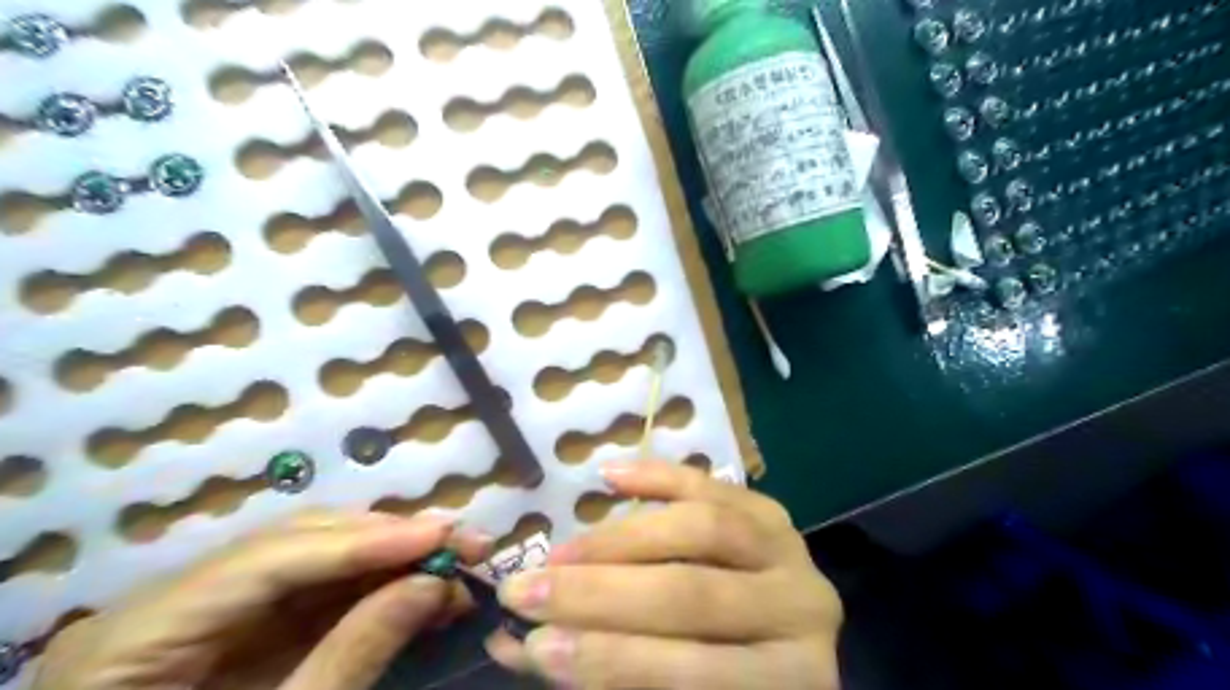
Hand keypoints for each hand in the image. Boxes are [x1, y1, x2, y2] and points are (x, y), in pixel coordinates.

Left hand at [32, 508, 491, 686]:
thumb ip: (352, 657)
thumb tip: (433, 585)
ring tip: (455, 564)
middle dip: (388, 540)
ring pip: (315, 558)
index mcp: (133, 638)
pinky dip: (375, 585)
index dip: (361, 542)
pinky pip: (317, 590)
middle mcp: (168, 603)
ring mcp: (207, 610)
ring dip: (391, 558)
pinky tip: (420, 587)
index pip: (267, 560)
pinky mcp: (241, 626)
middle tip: (463, 543)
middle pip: (296, 543)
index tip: (440, 535)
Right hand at [486, 462, 840, 685]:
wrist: (792, 639)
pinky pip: (711, 485)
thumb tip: (518, 646)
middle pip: (691, 594)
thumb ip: (613, 672)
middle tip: (527, 590)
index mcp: (787, 682)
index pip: (690, 671)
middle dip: (599, 593)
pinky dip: (658, 476)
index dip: (609, 658)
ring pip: (702, 529)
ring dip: (620, 538)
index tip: (534, 645)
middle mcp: (802, 611)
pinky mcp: (772, 510)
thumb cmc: (731, 677)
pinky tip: (608, 476)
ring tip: (560, 551)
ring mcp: (791, 550)